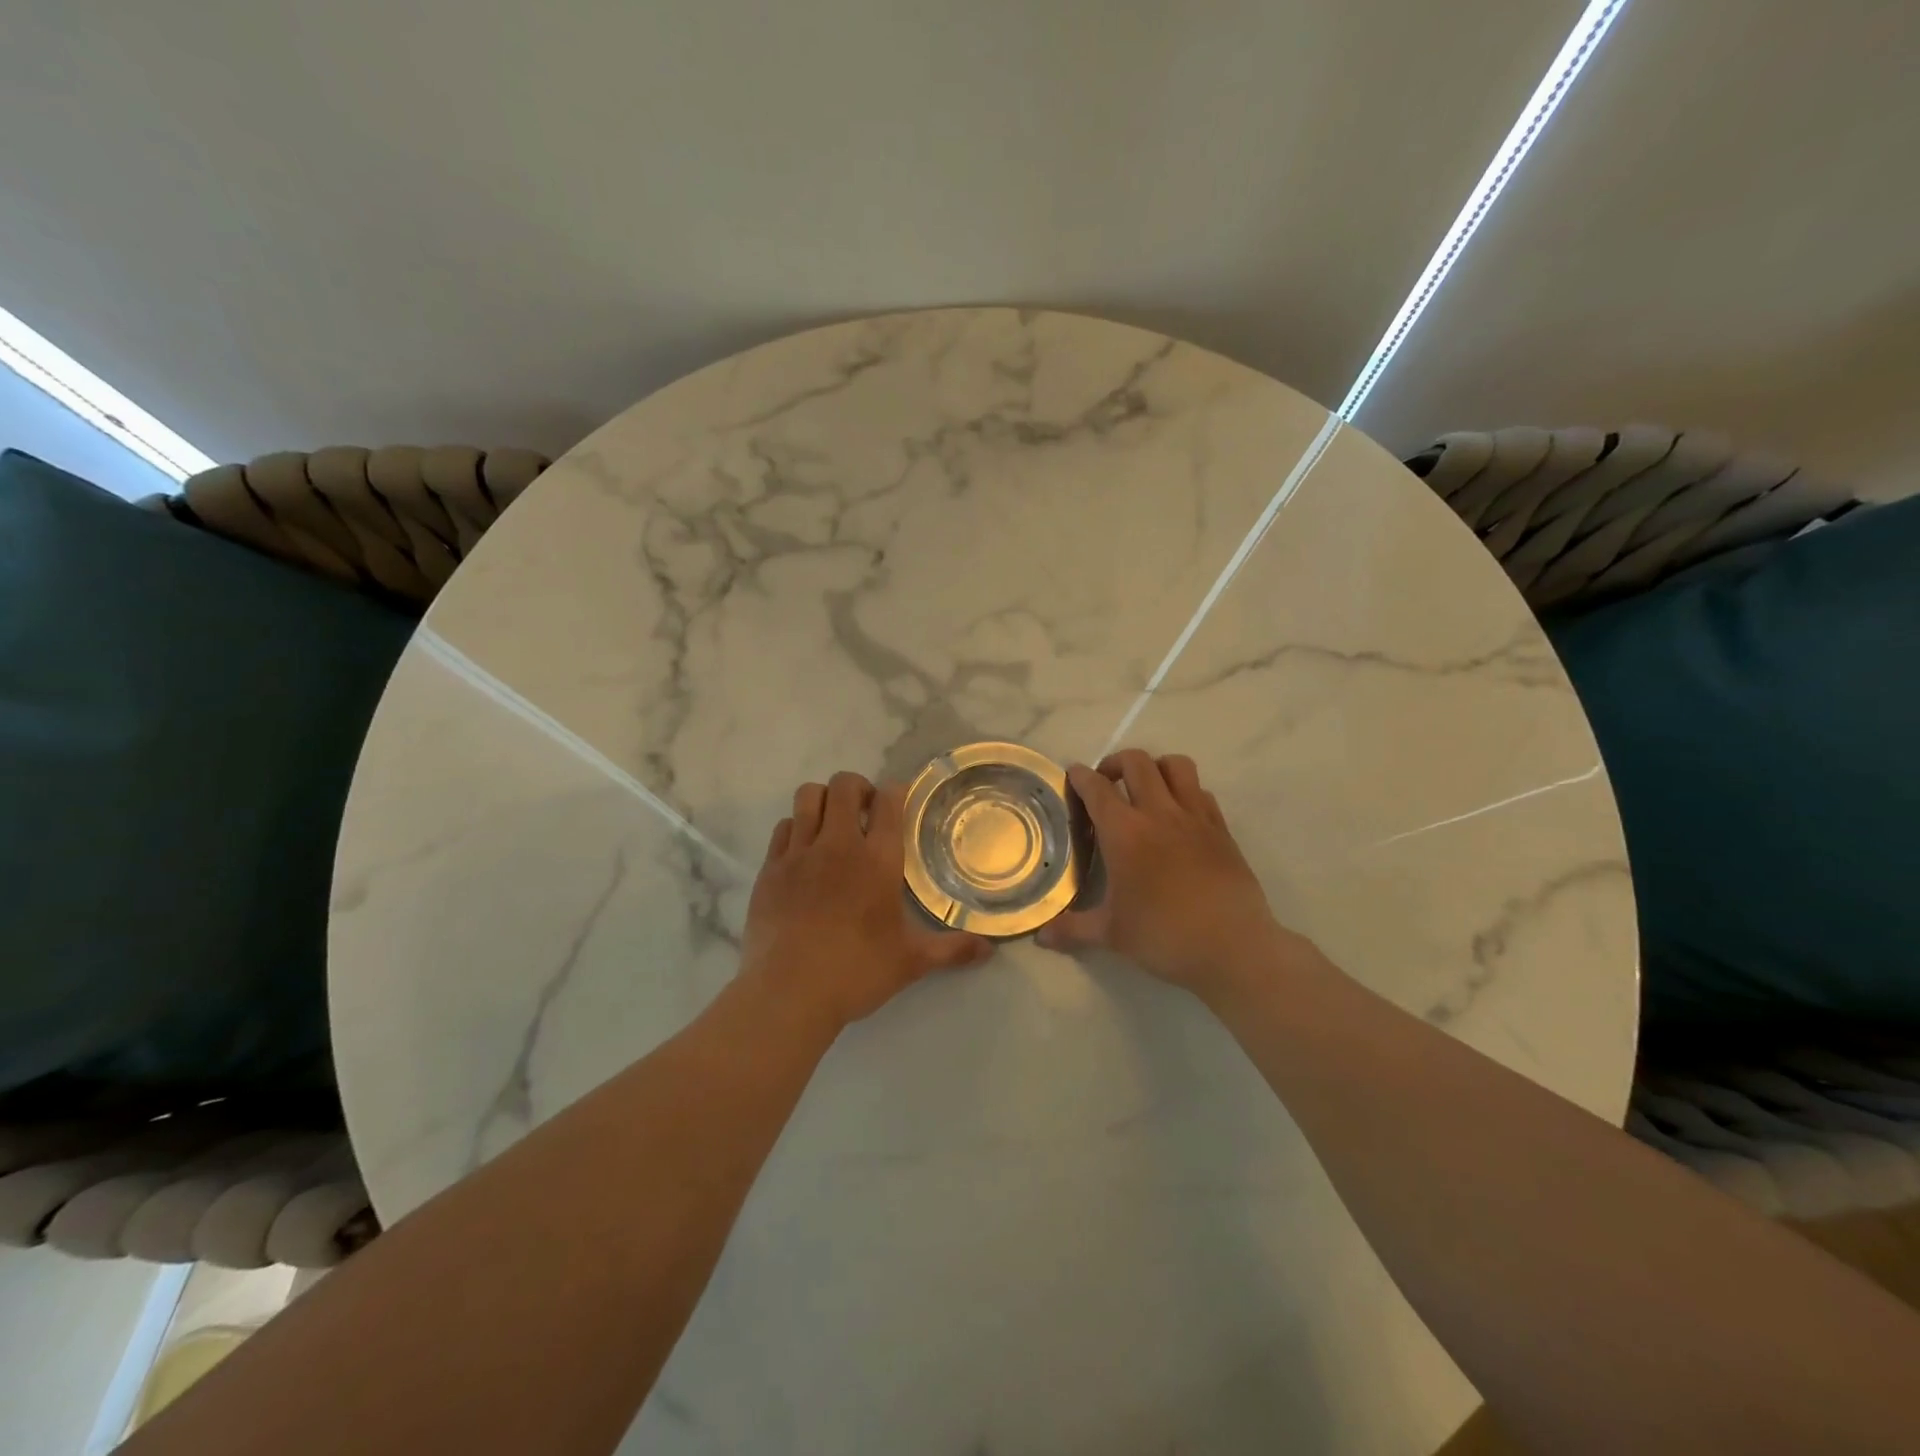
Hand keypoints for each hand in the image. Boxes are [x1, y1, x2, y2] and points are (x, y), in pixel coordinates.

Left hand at [740, 772, 993, 1030]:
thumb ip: (952, 949)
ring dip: (824, 800)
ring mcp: (798, 853)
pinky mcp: (769, 869)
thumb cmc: (856, 972)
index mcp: (877, 860)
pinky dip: (796, 828)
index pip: (889, 800)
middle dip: (858, 788)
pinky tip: (805, 852)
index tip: (899, 800)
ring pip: (808, 797)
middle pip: (844, 785)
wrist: (787, 994)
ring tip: (833, 824)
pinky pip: (783, 828)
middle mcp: (838, 844)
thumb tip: (990, 949)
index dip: (896, 791)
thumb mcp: (911, 961)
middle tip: (866, 811)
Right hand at [1037, 750, 1289, 996]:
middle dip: (1116, 762)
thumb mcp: (1112, 934)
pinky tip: (1178, 815)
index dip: (1080, 776)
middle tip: (1106, 782)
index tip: (1073, 775)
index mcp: (1124, 832)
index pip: (1096, 788)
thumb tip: (1041, 937)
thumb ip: (1073, 929)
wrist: (1233, 947)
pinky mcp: (1222, 829)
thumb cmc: (1164, 936)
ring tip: (1146, 789)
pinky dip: (1185, 791)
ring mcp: (1195, 817)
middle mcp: (1158, 813)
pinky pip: (1201, 791)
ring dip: (1155, 768)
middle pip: (1137, 763)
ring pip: (1176, 765)